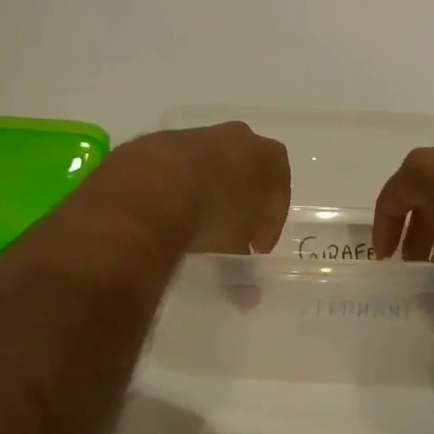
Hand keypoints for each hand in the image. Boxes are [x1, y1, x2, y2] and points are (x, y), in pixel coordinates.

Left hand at [106, 123, 291, 253]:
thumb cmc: (212, 213)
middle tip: (230, 232)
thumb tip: (249, 299)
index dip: (271, 220)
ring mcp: (198, 134)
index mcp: (266, 156)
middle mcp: (236, 137)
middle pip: (247, 170)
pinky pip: (178, 165)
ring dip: (208, 191)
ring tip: (195, 224)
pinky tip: (167, 211)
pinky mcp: (162, 139)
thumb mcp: (233, 246)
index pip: (279, 188)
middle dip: (241, 201)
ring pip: (211, 163)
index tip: (256, 247)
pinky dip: (178, 185)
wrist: (154, 186)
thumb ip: (243, 267)